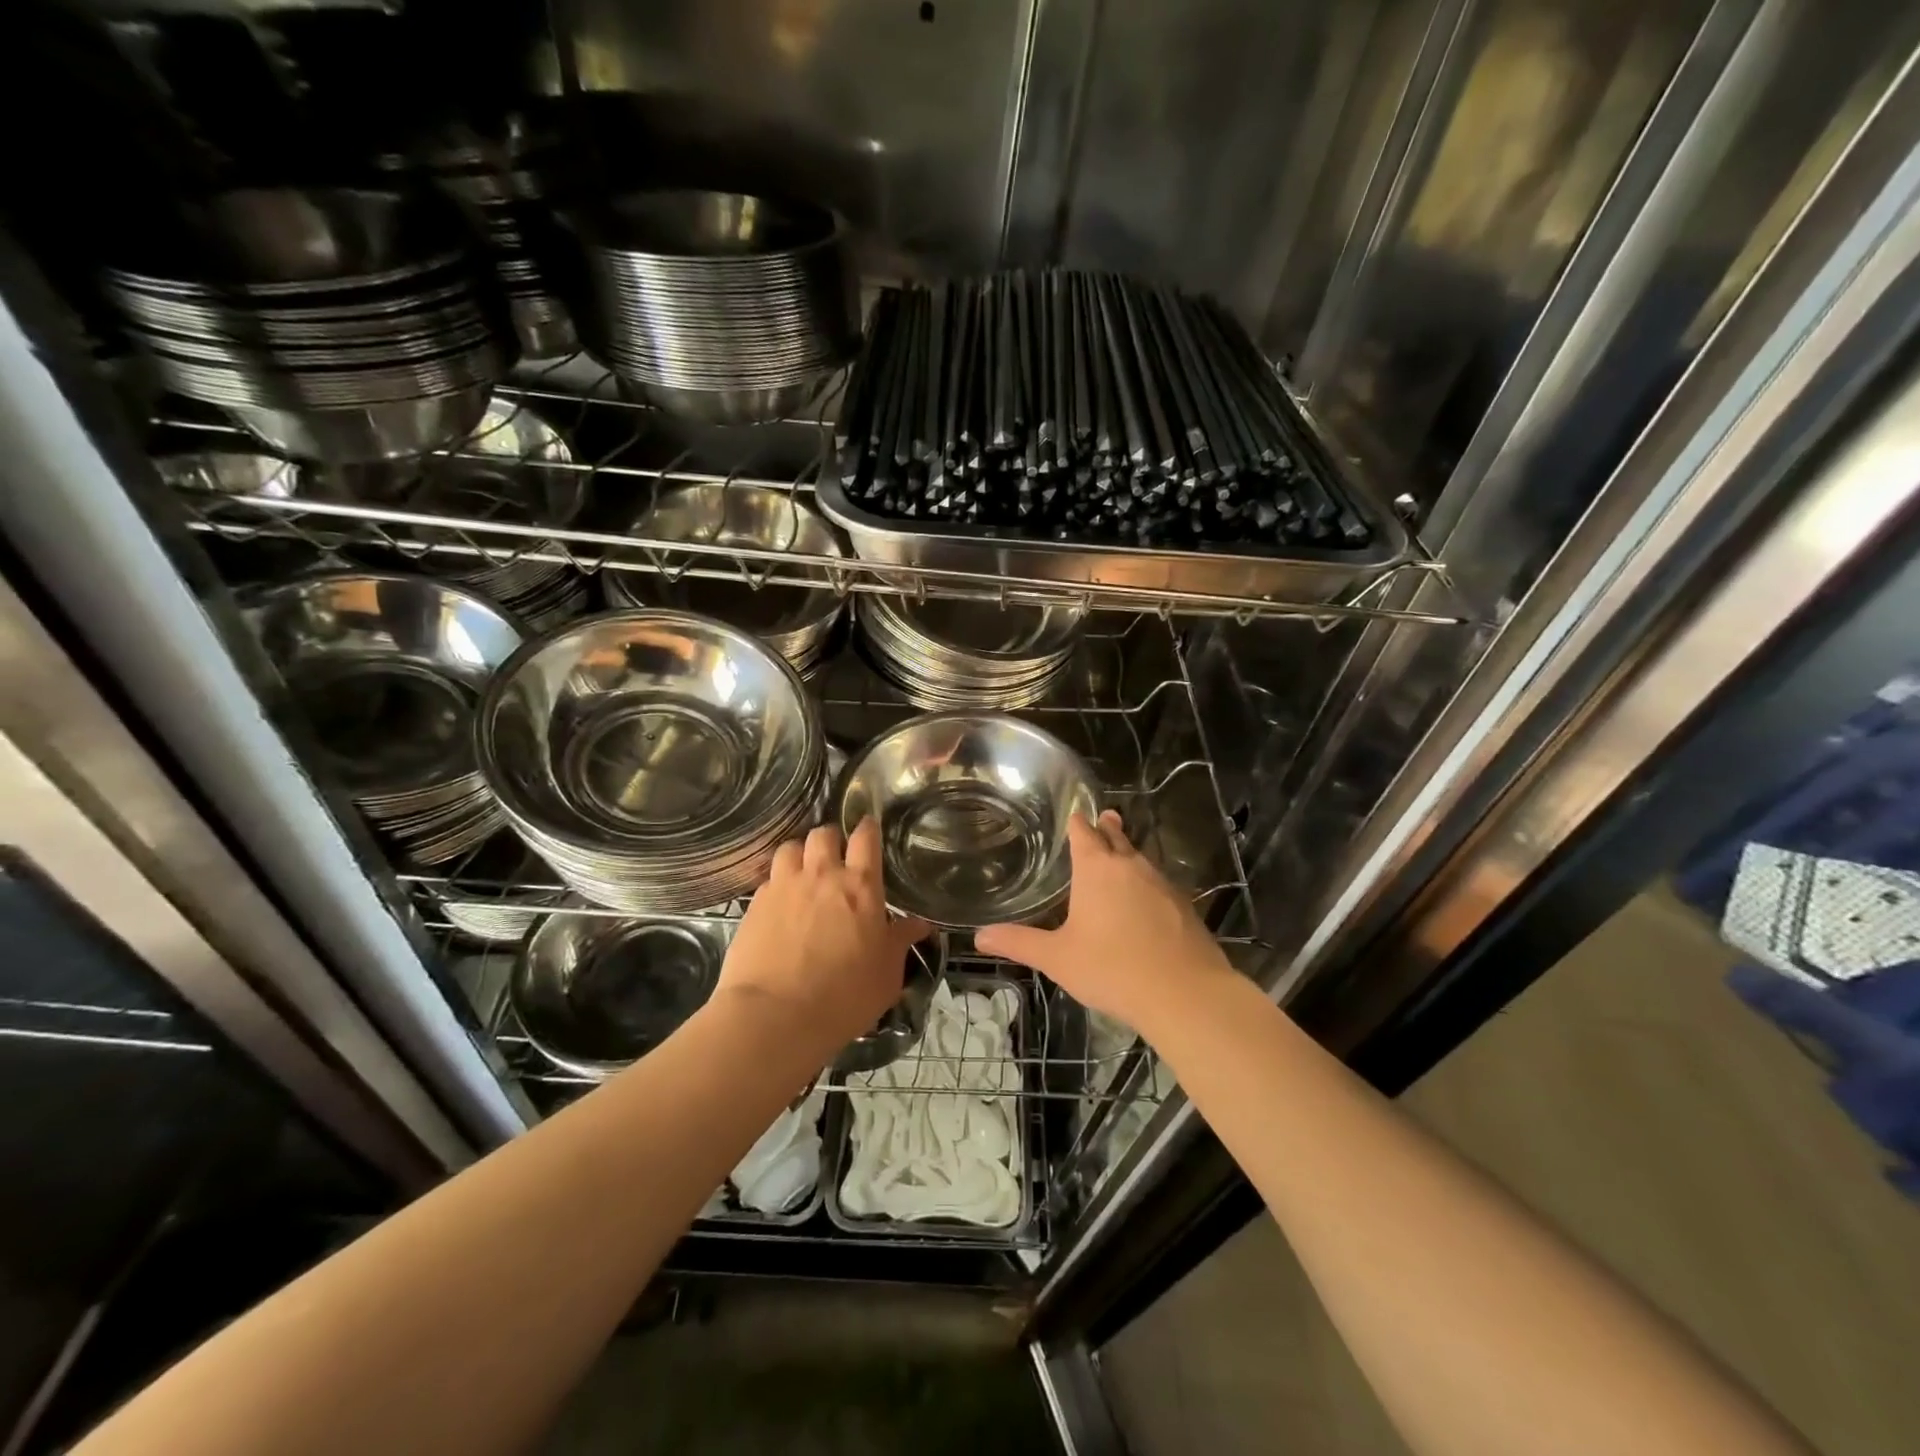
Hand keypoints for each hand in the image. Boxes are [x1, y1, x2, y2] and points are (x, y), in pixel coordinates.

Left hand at [718, 817, 931, 1056]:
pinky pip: (769, 878)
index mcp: (860, 886)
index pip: (865, 838)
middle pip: (824, 834)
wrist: (775, 1015)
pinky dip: (777, 882)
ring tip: (803, 871)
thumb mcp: (886, 974)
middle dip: (831, 838)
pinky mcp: (755, 904)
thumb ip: (900, 942)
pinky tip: (780, 902)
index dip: (868, 828)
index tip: (869, 829)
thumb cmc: (844, 996)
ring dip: (800, 854)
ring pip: (790, 847)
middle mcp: (821, 875)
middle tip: (835, 856)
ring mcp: (784, 886)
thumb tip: (919, 924)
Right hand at [976, 810, 1233, 1033]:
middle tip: (1104, 817)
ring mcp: (1162, 884)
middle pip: (1117, 838)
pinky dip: (1148, 881)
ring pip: (1140, 859)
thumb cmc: (1112, 968)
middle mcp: (1130, 866)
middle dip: (1107, 828)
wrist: (1184, 993)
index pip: (1084, 833)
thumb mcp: (1057, 958)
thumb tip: (979, 936)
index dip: (1077, 823)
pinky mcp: (1184, 905)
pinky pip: (1159, 883)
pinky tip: (1146, 897)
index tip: (1074, 814)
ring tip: (1122, 852)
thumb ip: (1019, 943)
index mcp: (1097, 869)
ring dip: (1129, 852)